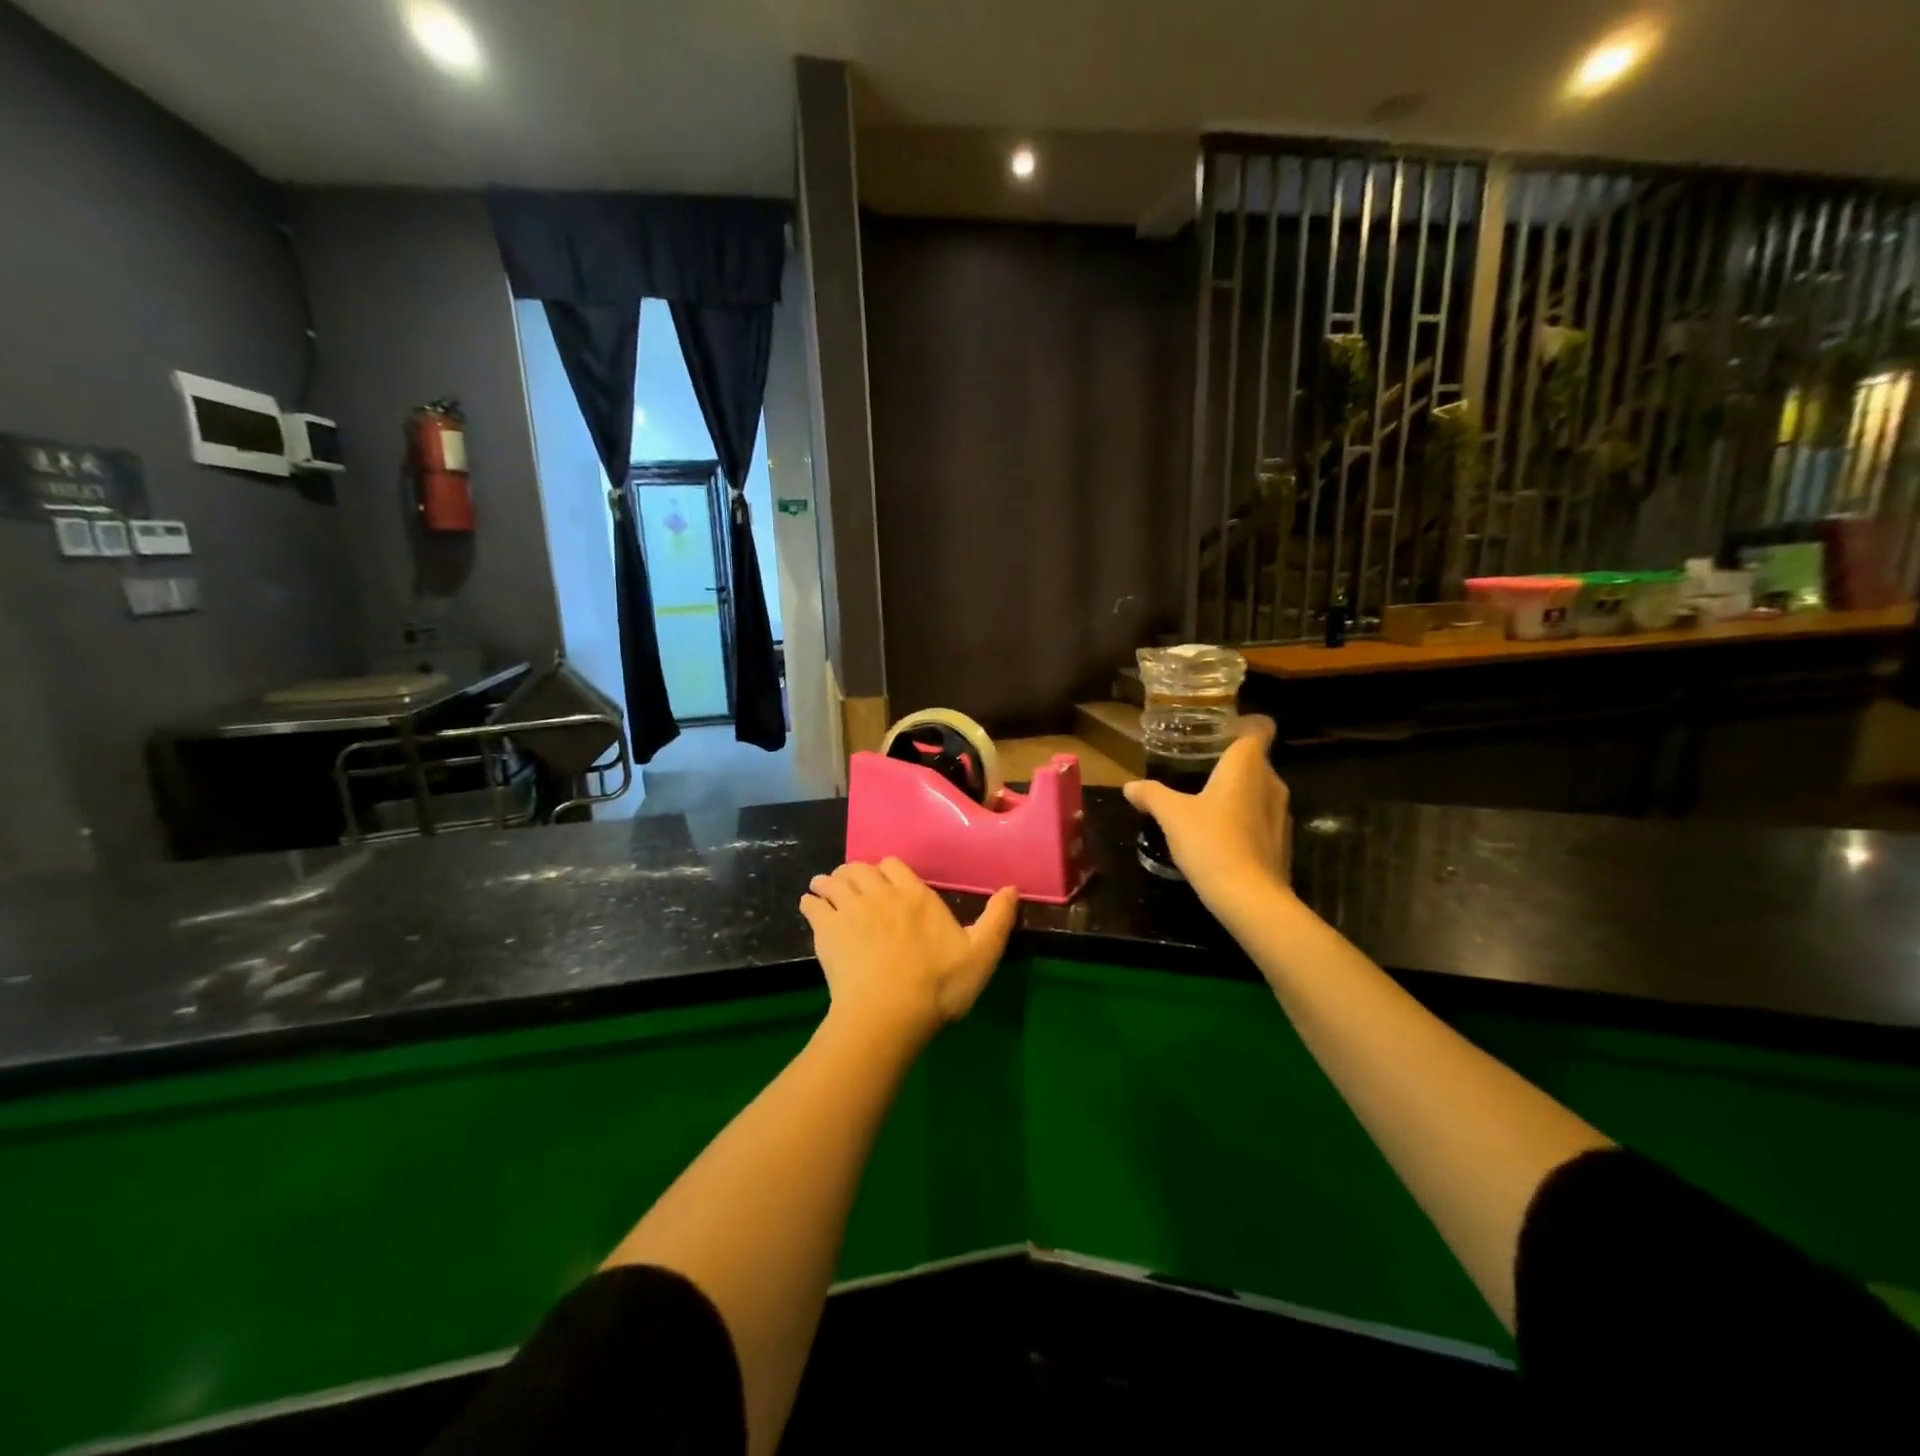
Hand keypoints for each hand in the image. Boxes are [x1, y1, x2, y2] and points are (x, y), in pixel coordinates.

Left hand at [800, 860, 1017, 1044]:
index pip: (893, 864)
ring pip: (834, 880)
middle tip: (855, 887)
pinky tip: (811, 907)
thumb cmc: (939, 985)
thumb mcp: (981, 953)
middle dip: (856, 873)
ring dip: (831, 882)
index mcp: (915, 894)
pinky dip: (811, 901)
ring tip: (827, 891)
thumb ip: (997, 919)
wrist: (890, 1014)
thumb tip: (1012, 888)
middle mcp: (880, 892)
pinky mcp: (826, 930)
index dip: (888, 870)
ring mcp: (850, 909)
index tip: (888, 883)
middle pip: (860, 868)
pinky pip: (812, 903)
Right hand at [1124, 715, 1291, 916]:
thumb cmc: (1211, 842)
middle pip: (1255, 759)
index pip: (1259, 727)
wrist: (1250, 898)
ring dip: (1237, 792)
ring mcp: (1281, 813)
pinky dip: (1244, 818)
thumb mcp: (1172, 815)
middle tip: (1197, 767)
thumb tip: (1130, 786)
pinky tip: (1219, 834)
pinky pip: (1261, 816)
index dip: (1243, 724)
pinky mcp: (1282, 840)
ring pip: (1259, 789)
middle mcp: (1271, 782)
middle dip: (1229, 761)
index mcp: (1247, 765)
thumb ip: (1152, 795)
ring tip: (1204, 801)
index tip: (1218, 731)